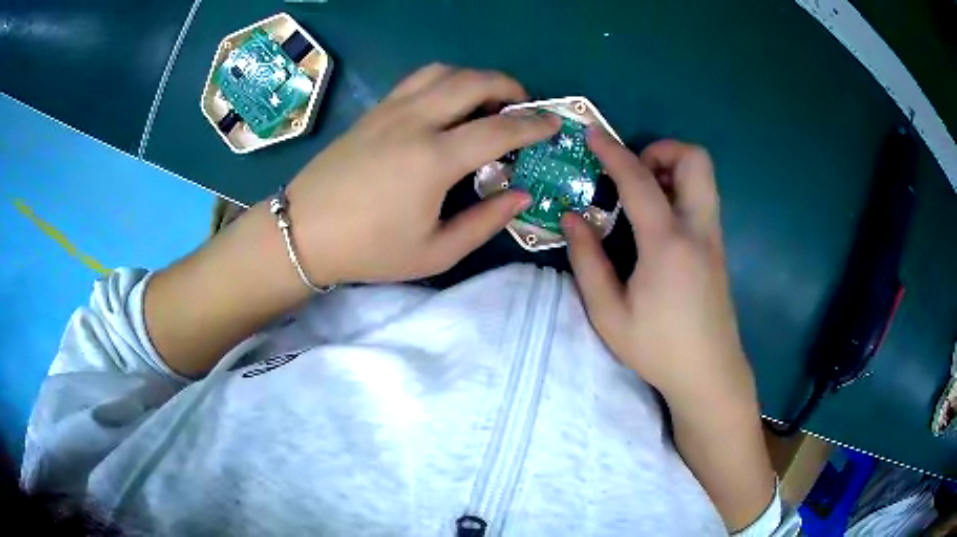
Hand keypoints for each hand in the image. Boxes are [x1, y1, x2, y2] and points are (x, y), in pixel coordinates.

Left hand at [287, 64, 560, 284]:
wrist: (303, 232)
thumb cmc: (369, 250)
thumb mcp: (435, 252)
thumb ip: (485, 222)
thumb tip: (521, 194)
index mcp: (434, 159)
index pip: (499, 128)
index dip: (533, 124)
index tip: (553, 124)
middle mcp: (415, 121)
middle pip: (473, 81)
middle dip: (508, 86)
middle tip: (523, 106)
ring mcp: (390, 110)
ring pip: (443, 71)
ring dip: (474, 78)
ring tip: (486, 101)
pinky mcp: (373, 111)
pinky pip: (417, 80)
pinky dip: (444, 81)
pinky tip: (446, 103)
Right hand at [563, 132, 755, 409]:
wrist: (709, 374)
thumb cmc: (658, 348)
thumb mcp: (609, 314)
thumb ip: (588, 260)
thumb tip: (572, 216)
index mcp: (667, 243)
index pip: (639, 179)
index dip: (612, 151)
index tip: (592, 133)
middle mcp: (698, 229)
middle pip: (695, 160)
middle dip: (661, 150)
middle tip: (633, 172)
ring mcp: (713, 237)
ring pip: (704, 177)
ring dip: (672, 169)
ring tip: (641, 195)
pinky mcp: (718, 249)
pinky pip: (702, 199)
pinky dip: (680, 190)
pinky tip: (658, 222)